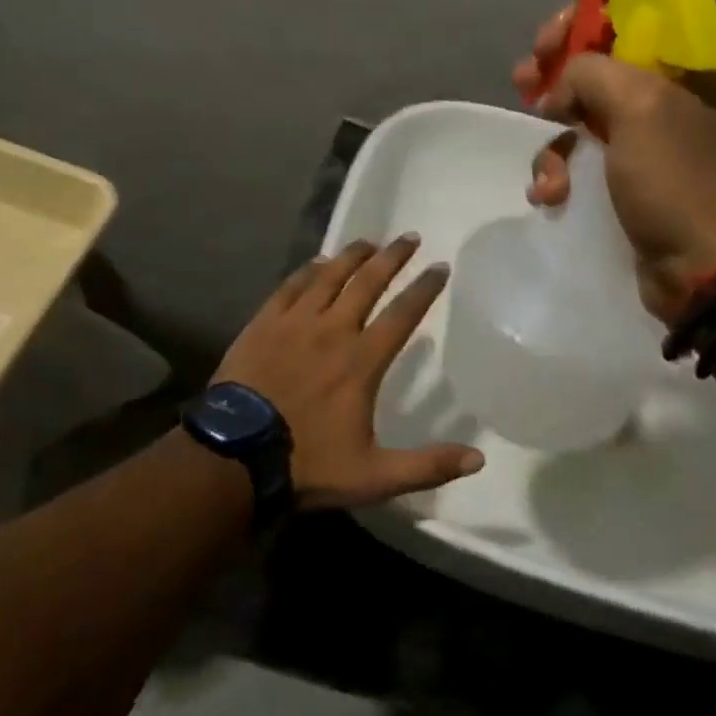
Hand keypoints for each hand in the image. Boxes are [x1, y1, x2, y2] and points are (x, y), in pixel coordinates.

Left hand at [214, 236, 484, 510]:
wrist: (235, 456)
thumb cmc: (307, 464)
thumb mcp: (374, 476)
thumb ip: (427, 466)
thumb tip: (479, 458)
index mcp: (362, 361)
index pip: (403, 314)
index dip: (424, 289)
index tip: (440, 267)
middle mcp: (332, 330)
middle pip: (368, 282)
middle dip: (392, 258)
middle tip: (409, 238)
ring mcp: (295, 323)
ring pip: (329, 277)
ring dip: (352, 256)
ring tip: (368, 242)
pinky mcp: (264, 324)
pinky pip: (291, 286)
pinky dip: (308, 271)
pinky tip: (317, 262)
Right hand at [511, 7, 715, 321]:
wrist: (701, 268)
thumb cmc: (675, 179)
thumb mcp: (637, 107)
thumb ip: (590, 73)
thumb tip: (557, 91)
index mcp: (683, 64)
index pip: (630, 13)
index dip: (583, 17)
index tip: (549, 41)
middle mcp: (665, 93)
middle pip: (596, 60)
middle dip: (553, 72)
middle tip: (524, 81)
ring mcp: (643, 138)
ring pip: (579, 112)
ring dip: (552, 139)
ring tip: (546, 172)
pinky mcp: (624, 176)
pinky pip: (579, 157)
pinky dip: (558, 173)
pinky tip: (551, 195)